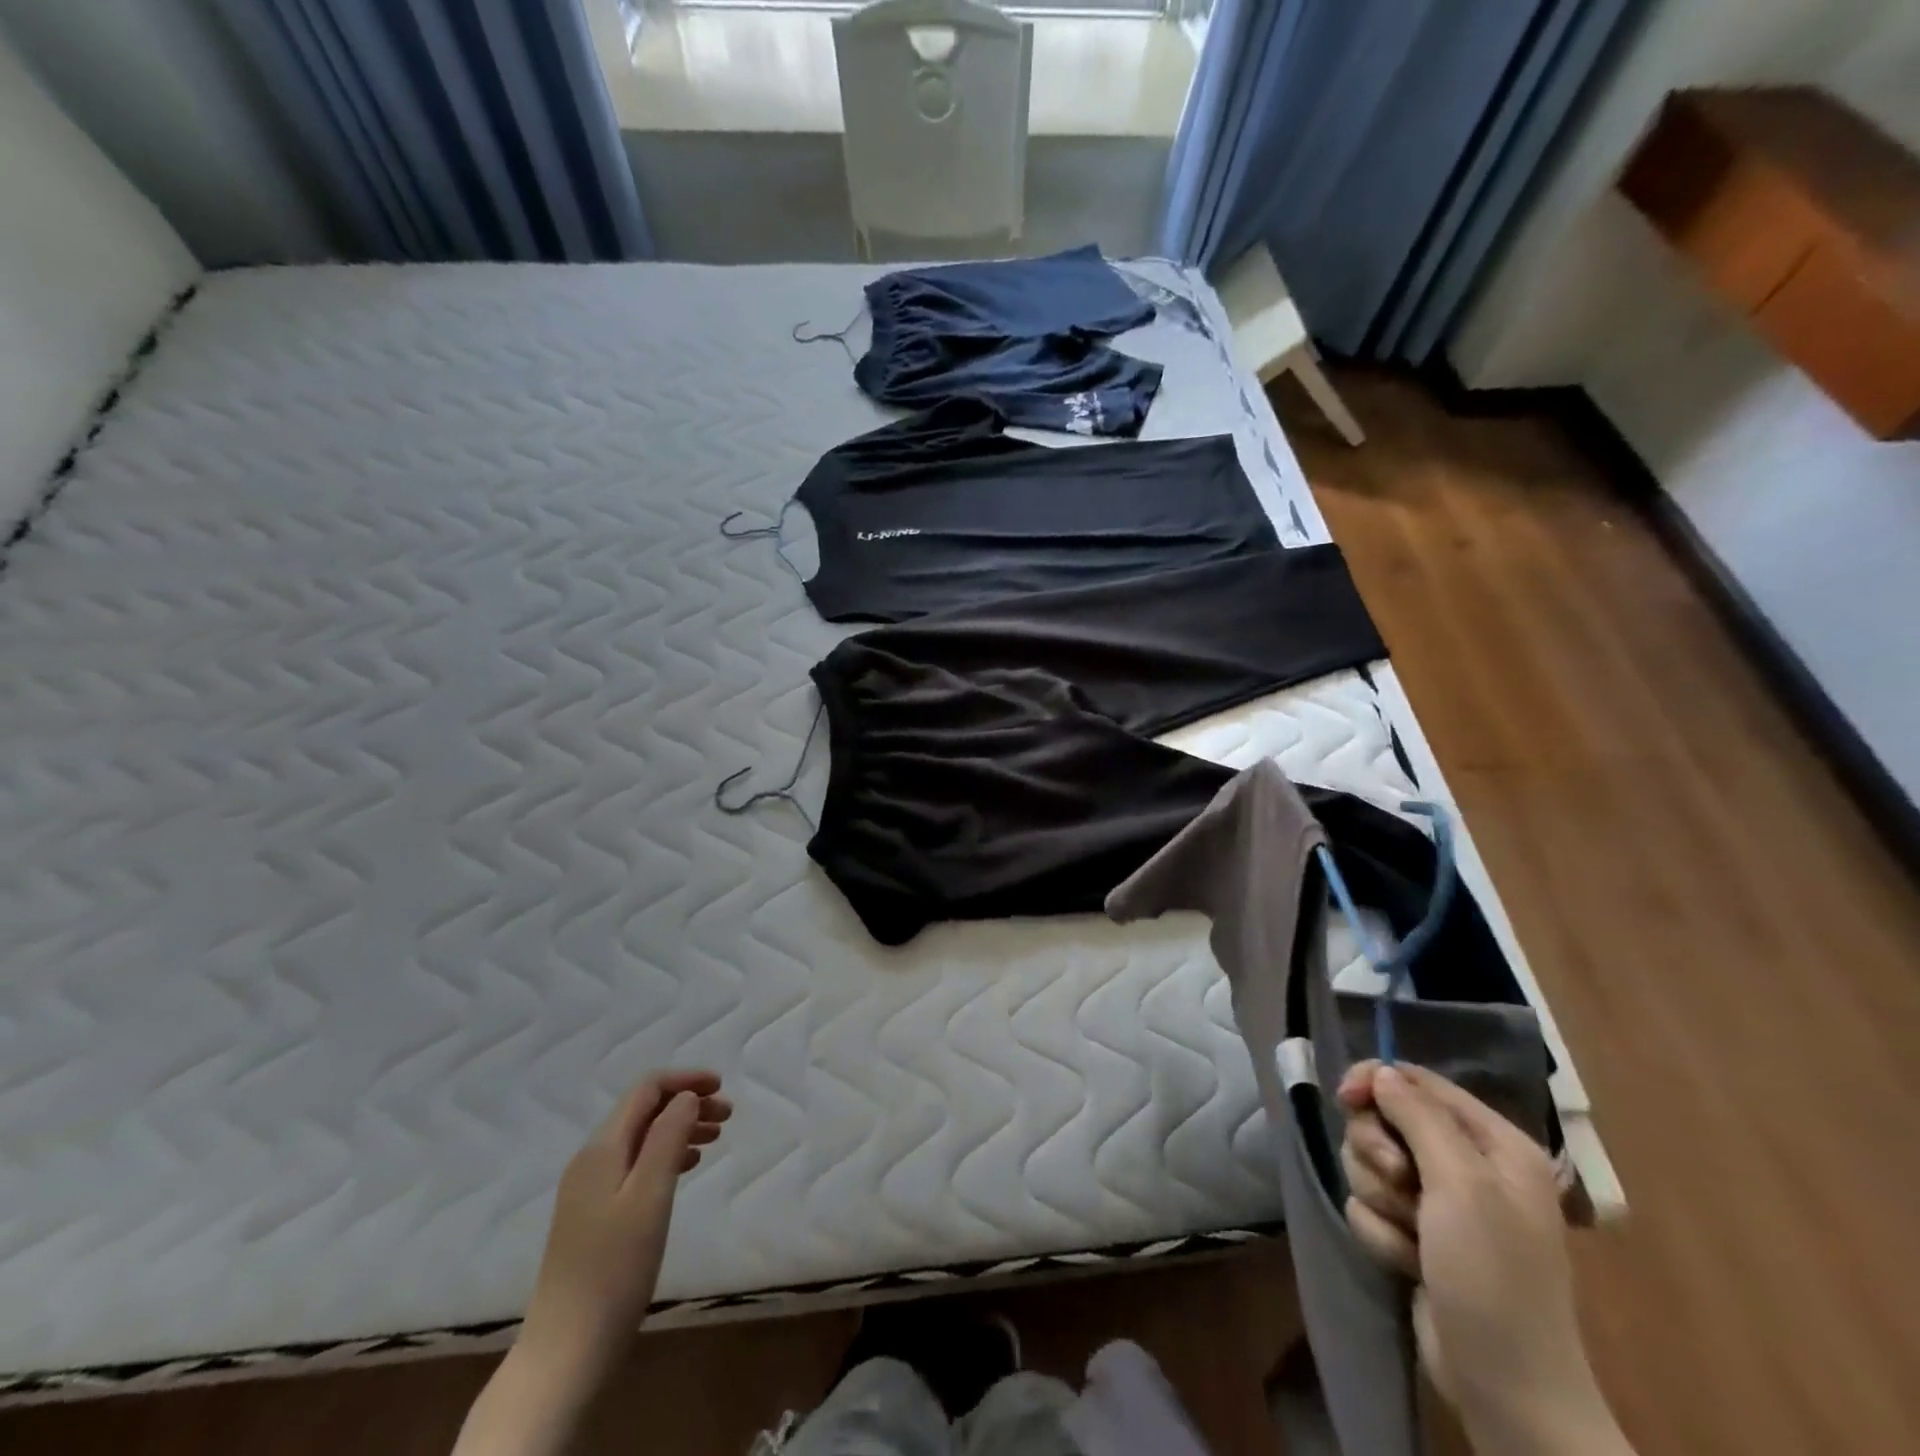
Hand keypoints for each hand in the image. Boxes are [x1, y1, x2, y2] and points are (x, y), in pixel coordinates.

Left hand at [521, 1071, 731, 1369]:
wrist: (567, 1352)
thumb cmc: (614, 1269)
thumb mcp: (650, 1196)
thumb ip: (668, 1137)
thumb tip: (686, 1097)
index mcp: (601, 1149)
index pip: (646, 1090)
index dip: (685, 1081)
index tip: (722, 1087)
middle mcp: (591, 1160)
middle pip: (644, 1112)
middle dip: (687, 1104)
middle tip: (728, 1116)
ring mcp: (590, 1190)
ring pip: (642, 1139)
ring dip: (680, 1129)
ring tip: (716, 1139)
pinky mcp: (595, 1217)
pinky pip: (636, 1165)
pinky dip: (666, 1156)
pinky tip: (687, 1168)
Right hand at [1339, 1062, 1626, 1455]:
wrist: (1505, 1387)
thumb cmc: (1492, 1274)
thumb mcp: (1461, 1184)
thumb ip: (1417, 1116)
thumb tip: (1381, 1071)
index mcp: (1493, 1143)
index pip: (1418, 1081)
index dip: (1376, 1082)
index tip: (1344, 1098)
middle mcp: (1467, 1165)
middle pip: (1385, 1120)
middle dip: (1378, 1153)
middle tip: (1398, 1185)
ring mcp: (1440, 1203)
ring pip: (1370, 1163)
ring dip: (1380, 1198)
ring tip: (1411, 1236)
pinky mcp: (1415, 1234)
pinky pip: (1370, 1206)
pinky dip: (1382, 1232)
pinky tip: (1409, 1263)